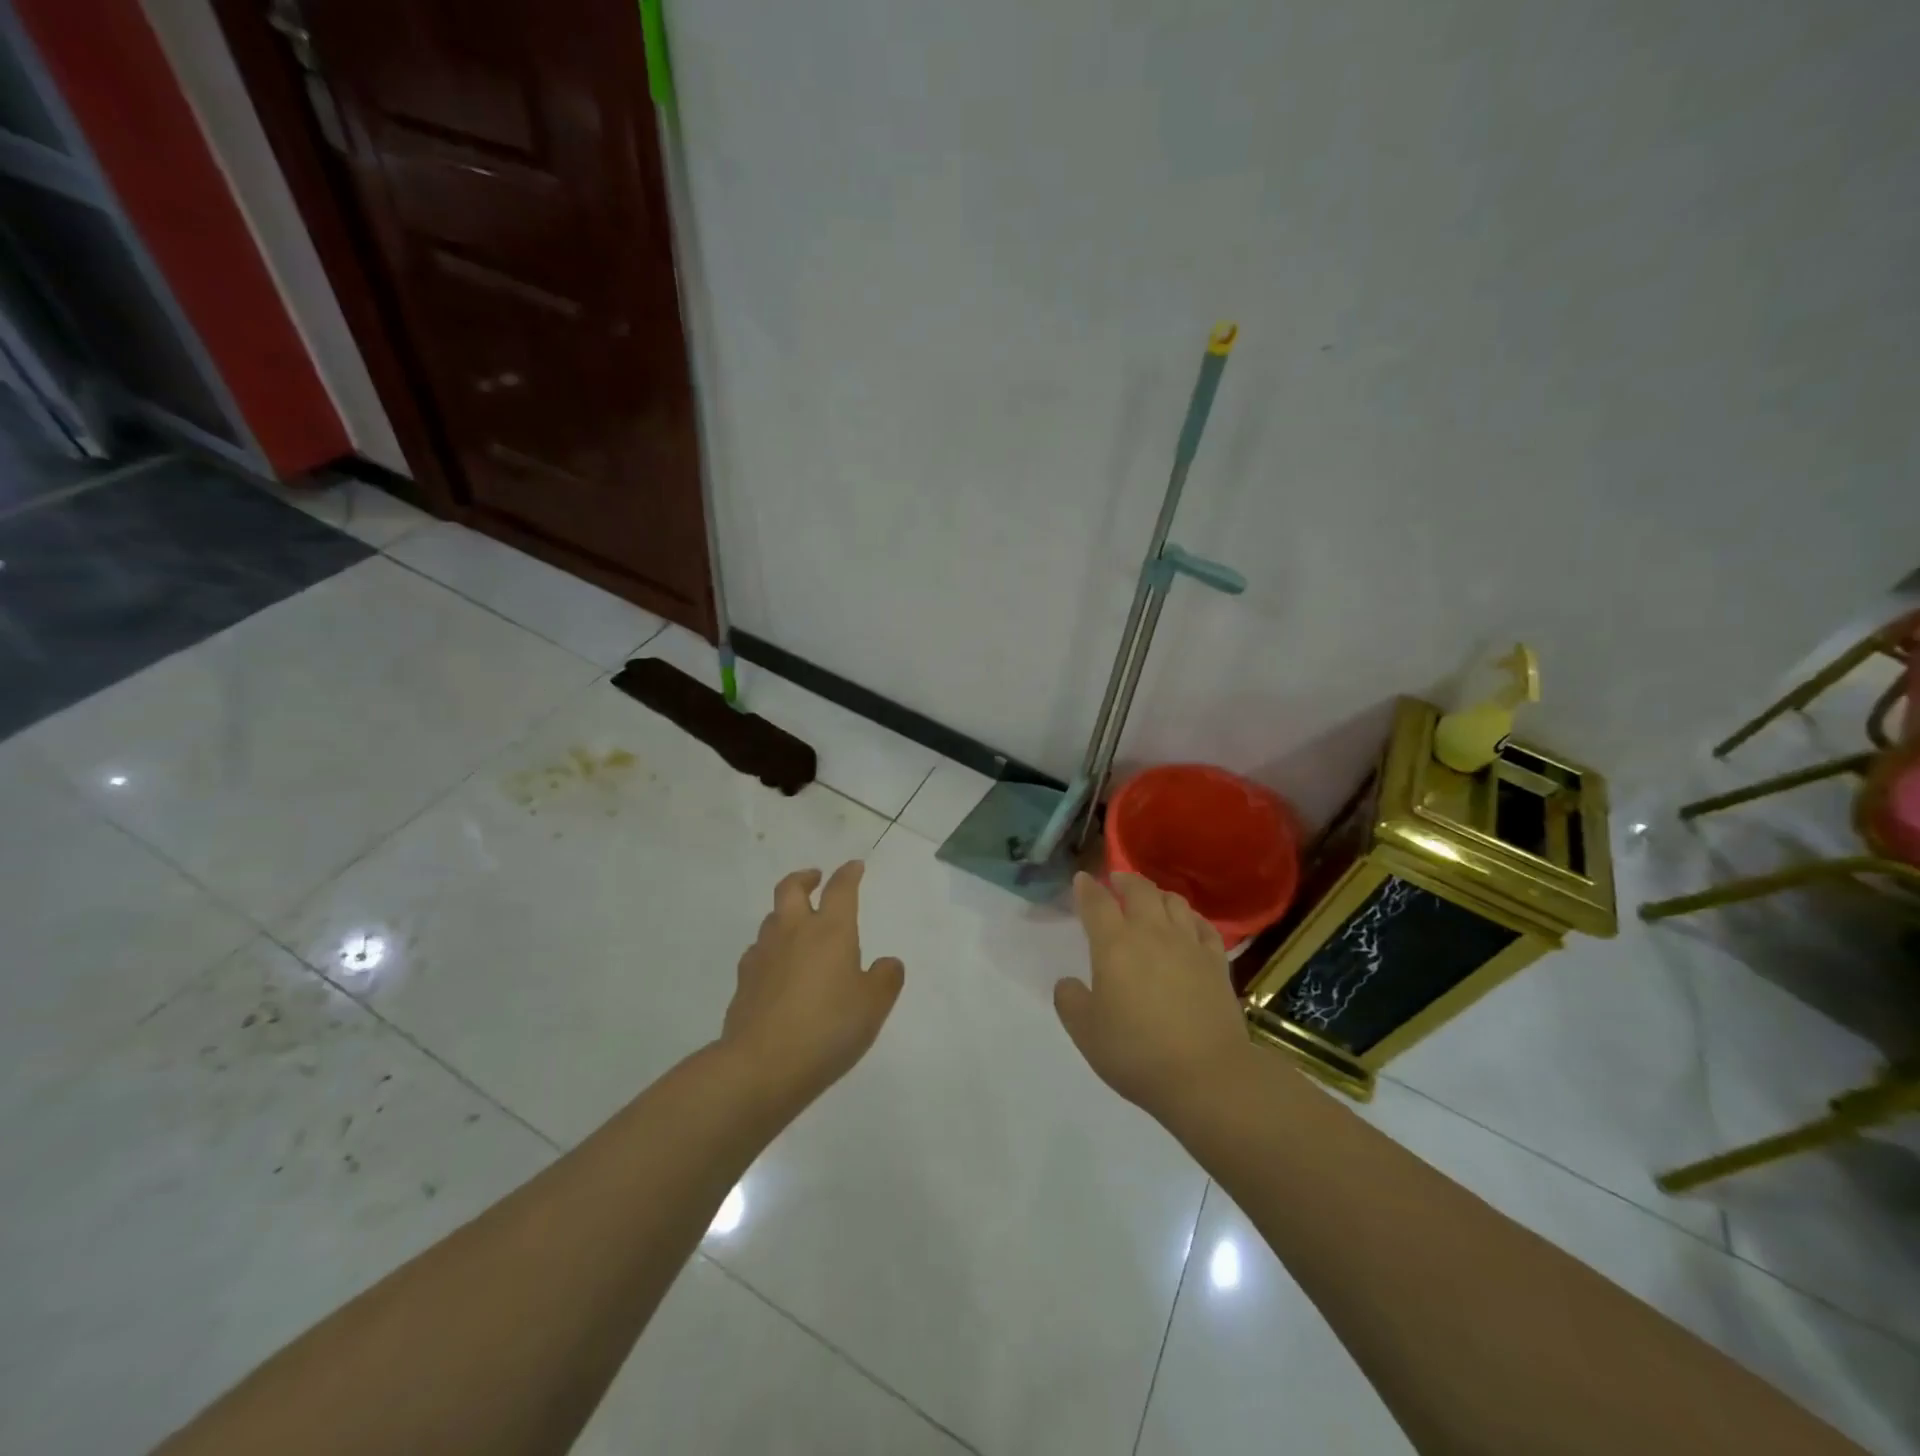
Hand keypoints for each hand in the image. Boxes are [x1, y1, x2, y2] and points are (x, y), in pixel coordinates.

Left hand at [722, 861, 904, 1104]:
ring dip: (786, 913)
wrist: (761, 1065)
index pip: (840, 889)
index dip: (849, 874)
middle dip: (805, 878)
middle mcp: (794, 931)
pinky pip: (757, 950)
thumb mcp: (873, 1006)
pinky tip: (777, 966)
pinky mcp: (744, 980)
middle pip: (791, 888)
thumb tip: (887, 963)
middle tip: (815, 878)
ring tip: (798, 925)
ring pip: (772, 917)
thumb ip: (885, 979)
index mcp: (831, 930)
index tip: (854, 867)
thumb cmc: (828, 1028)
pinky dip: (770, 948)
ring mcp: (764, 954)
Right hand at [1053, 872, 1250, 1118]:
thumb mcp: (1086, 1033)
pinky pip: (1203, 925)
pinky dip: (1190, 917)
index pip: (1096, 902)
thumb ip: (1070, 1001)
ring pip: (1173, 901)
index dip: (1086, 888)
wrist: (1206, 1076)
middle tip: (1115, 882)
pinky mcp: (1216, 961)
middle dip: (1124, 880)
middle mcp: (1151, 933)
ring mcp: (1188, 944)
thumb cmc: (1137, 1054)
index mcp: (1114, 945)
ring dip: (1157, 894)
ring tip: (1150, 899)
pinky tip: (1187, 924)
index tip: (1082, 880)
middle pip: (1139, 890)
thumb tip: (1068, 982)